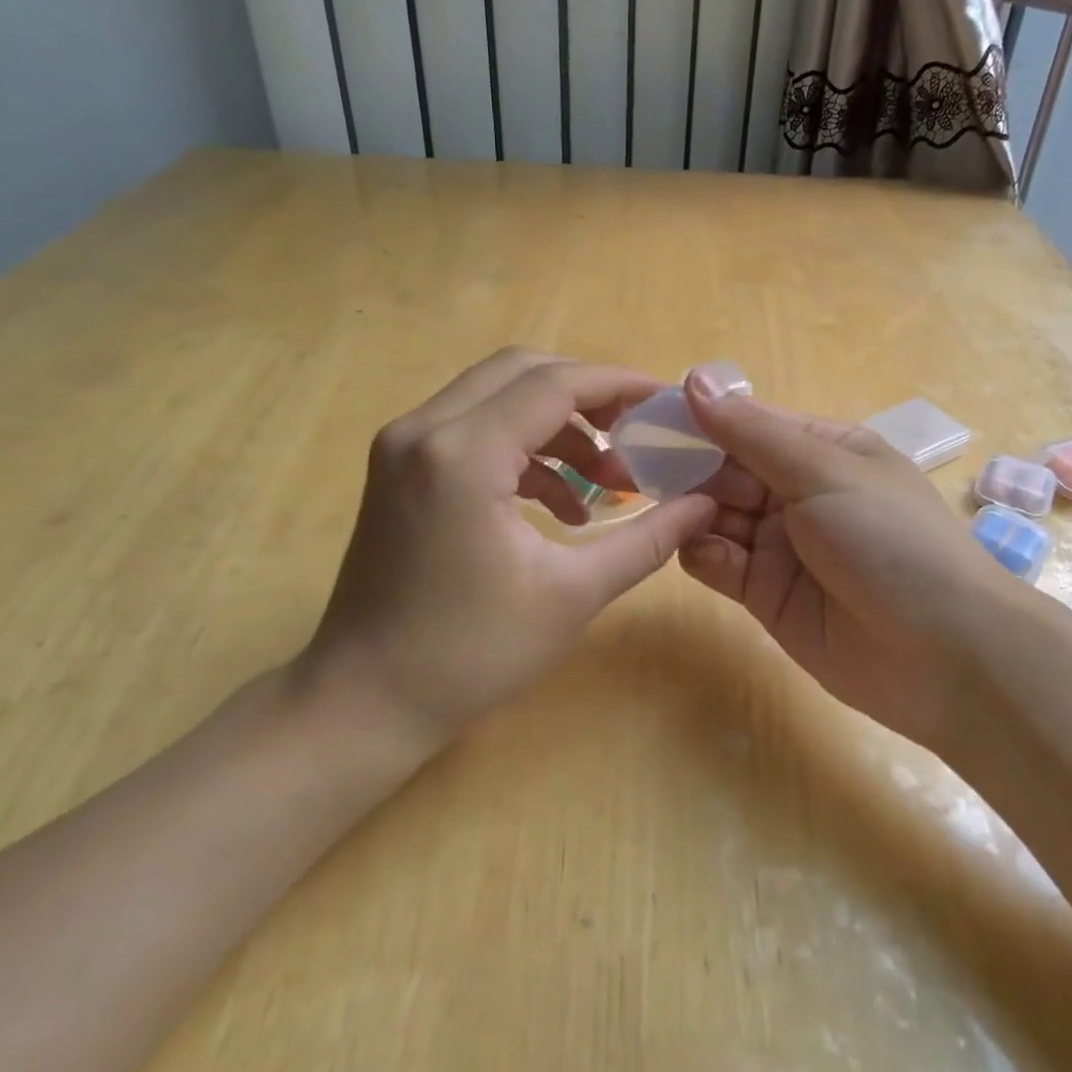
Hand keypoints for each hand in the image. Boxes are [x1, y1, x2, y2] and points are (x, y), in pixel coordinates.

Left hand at [302, 349, 717, 743]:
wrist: (365, 699)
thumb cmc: (471, 653)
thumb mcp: (572, 594)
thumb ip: (646, 539)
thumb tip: (706, 503)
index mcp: (463, 453)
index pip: (554, 384)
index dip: (618, 384)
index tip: (665, 401)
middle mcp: (424, 429)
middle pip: (522, 371)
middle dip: (588, 395)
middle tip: (636, 432)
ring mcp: (403, 445)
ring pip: (496, 395)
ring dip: (557, 425)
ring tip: (606, 480)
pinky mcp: (398, 466)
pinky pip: (473, 428)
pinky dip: (523, 447)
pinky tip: (560, 503)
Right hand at [679, 370, 1005, 751]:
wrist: (945, 656)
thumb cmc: (890, 540)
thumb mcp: (824, 472)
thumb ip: (751, 433)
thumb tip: (694, 379)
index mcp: (822, 451)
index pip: (747, 424)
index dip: (699, 420)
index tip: (645, 416)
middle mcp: (797, 493)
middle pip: (725, 470)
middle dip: (685, 468)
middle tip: (631, 467)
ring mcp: (780, 546)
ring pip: (715, 516)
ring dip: (690, 511)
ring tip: (666, 511)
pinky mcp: (765, 594)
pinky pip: (719, 564)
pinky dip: (703, 555)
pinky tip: (702, 552)